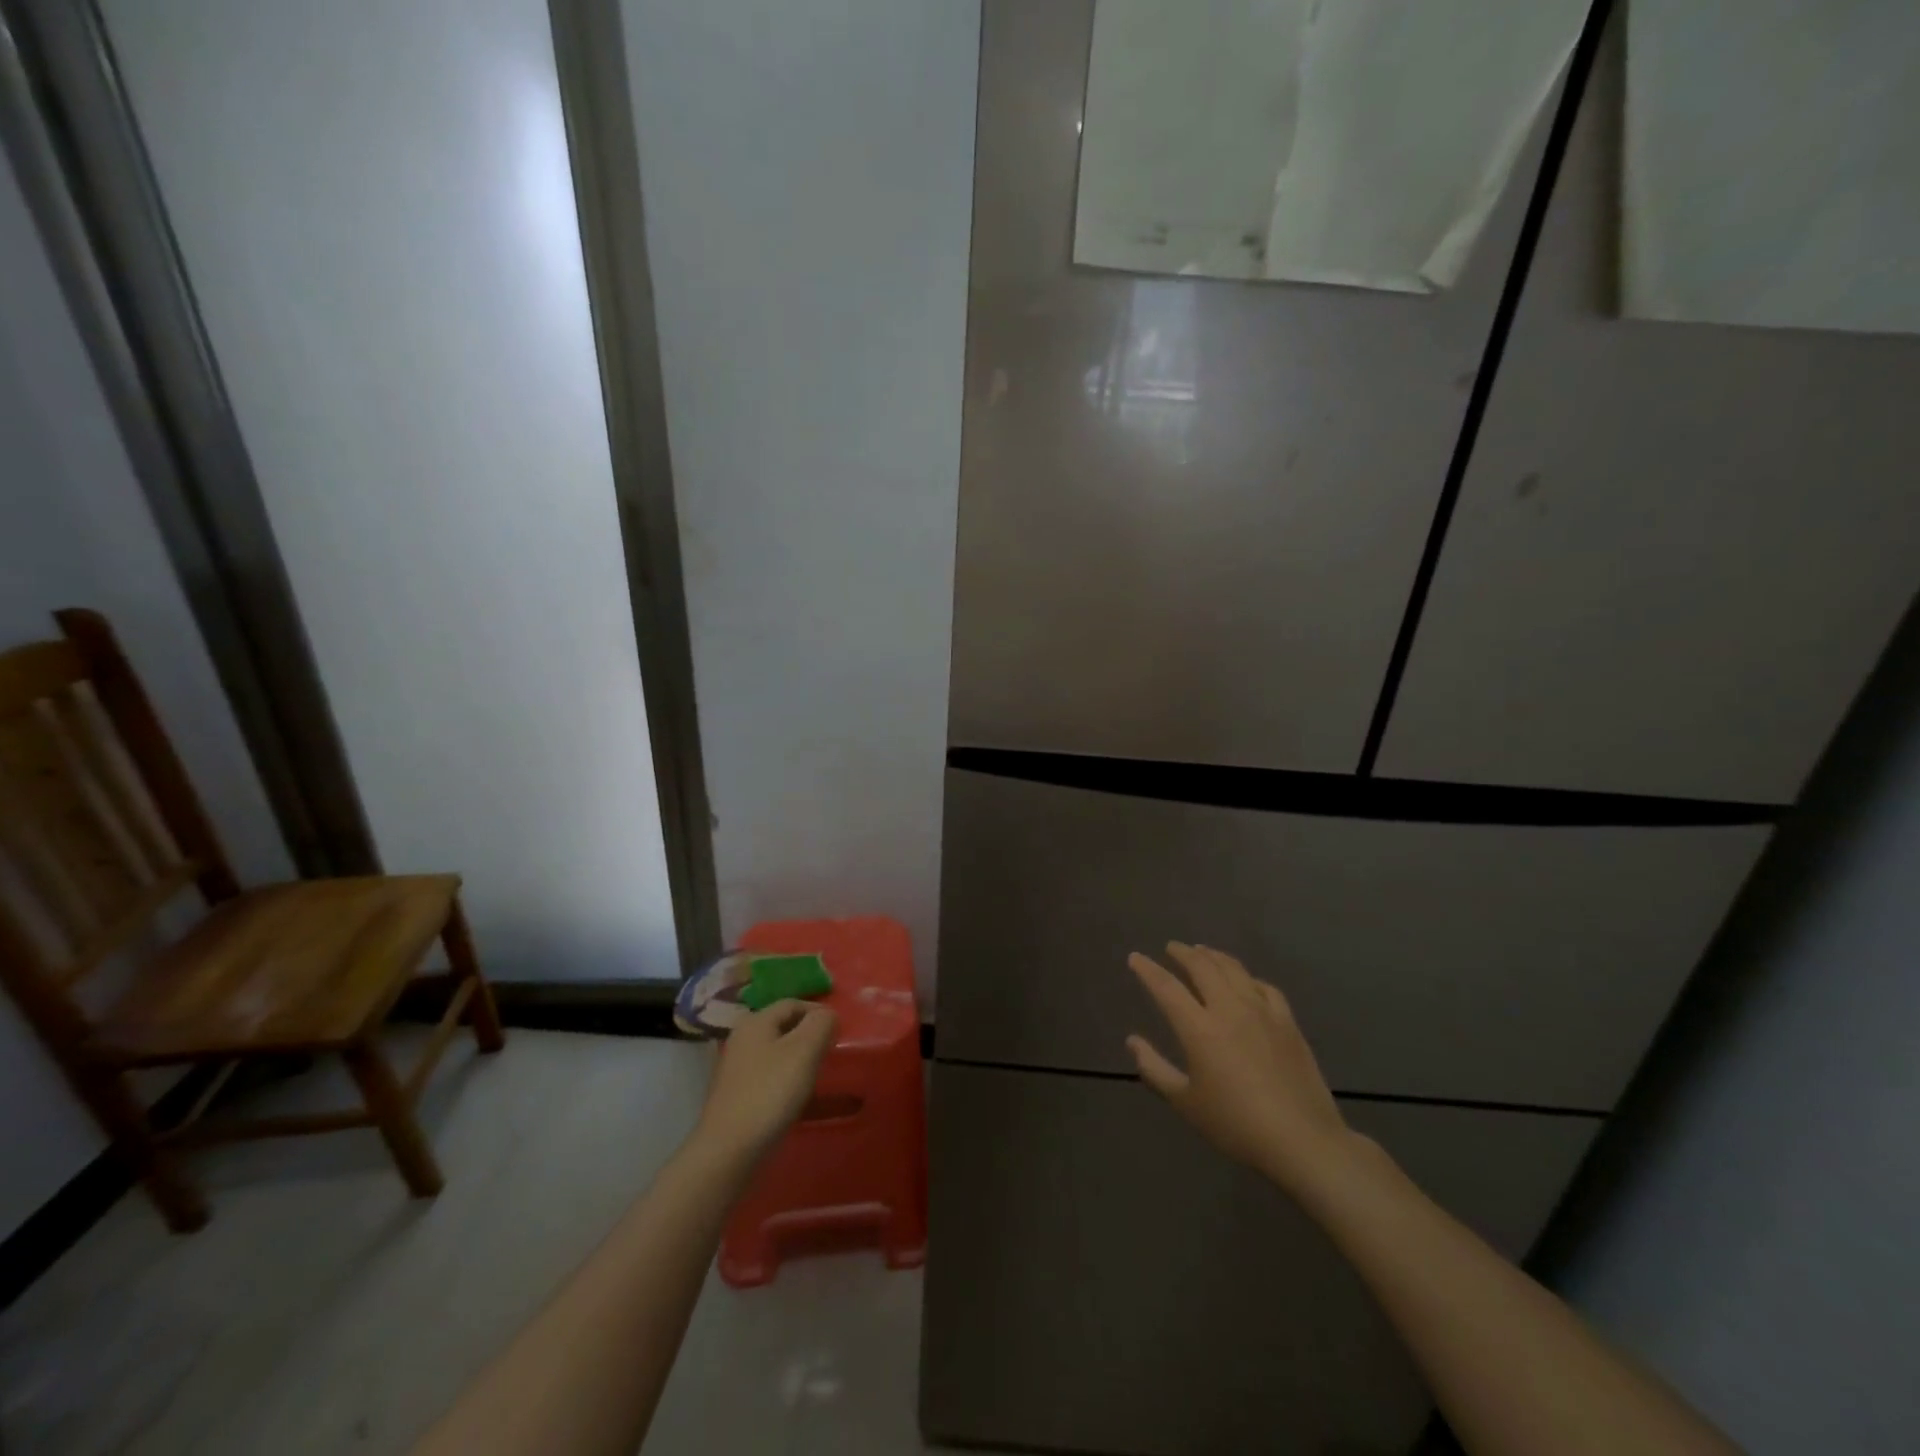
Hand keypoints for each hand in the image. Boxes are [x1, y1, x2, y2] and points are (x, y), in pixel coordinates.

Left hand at [696, 1001, 837, 1163]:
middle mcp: (741, 1038)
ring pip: (775, 1051)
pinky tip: (794, 1096)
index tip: (838, 1032)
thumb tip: (827, 1015)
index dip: (818, 1012)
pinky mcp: (736, 1094)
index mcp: (755, 1021)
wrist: (729, 1150)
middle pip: (782, 1026)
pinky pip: (767, 1075)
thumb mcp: (804, 1051)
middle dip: (808, 1035)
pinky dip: (784, 1078)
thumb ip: (821, 1024)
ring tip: (816, 1074)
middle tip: (829, 1052)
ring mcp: (736, 1068)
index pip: (793, 1003)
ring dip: (797, 1058)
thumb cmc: (770, 1092)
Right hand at [1127, 943, 1352, 1197]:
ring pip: (1234, 969)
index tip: (1135, 958)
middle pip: (1202, 967)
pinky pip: (1264, 986)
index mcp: (1199, 1029)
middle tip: (1171, 947)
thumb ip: (1154, 1070)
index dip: (1148, 970)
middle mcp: (1229, 1009)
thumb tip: (1132, 1041)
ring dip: (1214, 956)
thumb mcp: (1185, 1103)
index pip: (1166, 987)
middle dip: (1183, 953)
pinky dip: (1247, 977)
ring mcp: (1262, 1012)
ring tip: (1203, 952)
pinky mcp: (1287, 1022)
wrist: (1302, 1140)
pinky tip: (1245, 981)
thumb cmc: (1237, 1125)